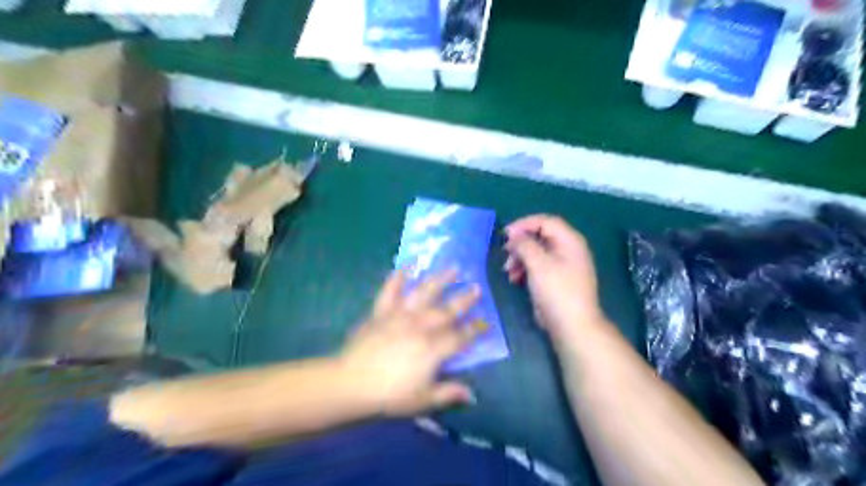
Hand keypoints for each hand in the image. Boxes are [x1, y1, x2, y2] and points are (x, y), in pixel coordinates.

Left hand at [342, 267, 483, 414]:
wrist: (350, 383)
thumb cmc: (389, 395)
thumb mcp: (422, 401)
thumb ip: (448, 394)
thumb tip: (471, 394)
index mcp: (433, 349)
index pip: (460, 337)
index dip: (475, 330)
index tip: (486, 322)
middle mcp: (421, 327)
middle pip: (447, 310)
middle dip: (464, 300)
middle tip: (476, 288)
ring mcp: (400, 315)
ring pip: (424, 293)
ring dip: (440, 280)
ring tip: (453, 268)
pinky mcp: (382, 311)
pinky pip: (391, 290)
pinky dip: (398, 276)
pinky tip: (408, 264)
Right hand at [506, 215, 604, 343]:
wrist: (573, 326)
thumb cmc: (557, 291)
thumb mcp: (538, 264)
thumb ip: (524, 244)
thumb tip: (514, 235)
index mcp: (570, 241)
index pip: (545, 221)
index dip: (524, 224)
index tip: (505, 234)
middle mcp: (568, 249)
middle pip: (540, 237)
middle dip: (520, 244)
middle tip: (505, 253)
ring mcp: (563, 266)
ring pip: (537, 252)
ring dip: (520, 258)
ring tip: (508, 271)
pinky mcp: (557, 280)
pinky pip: (538, 267)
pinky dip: (525, 269)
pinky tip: (514, 279)